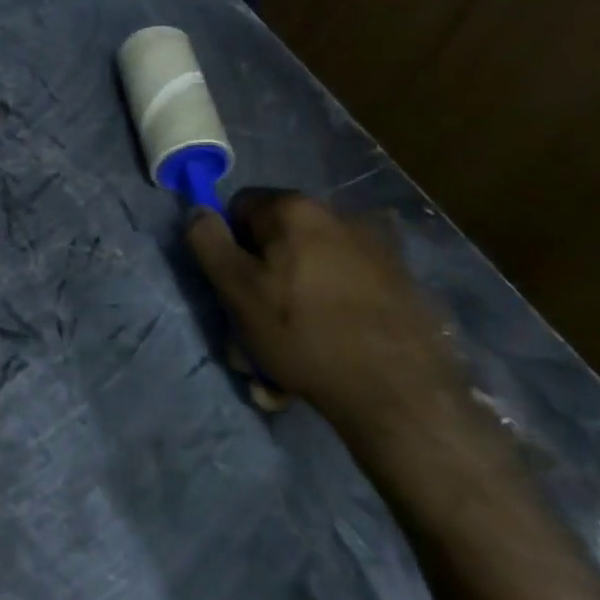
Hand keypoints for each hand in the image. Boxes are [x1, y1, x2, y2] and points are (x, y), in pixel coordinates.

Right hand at [186, 189, 466, 446]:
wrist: (401, 392)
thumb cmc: (304, 334)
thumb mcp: (236, 289)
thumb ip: (208, 242)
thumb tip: (198, 210)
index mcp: (295, 210)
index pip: (239, 207)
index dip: (228, 246)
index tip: (232, 286)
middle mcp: (339, 216)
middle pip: (277, 241)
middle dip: (261, 280)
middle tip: (256, 327)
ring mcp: (376, 248)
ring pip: (309, 269)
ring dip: (292, 300)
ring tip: (290, 350)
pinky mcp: (400, 282)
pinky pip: (343, 287)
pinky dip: (328, 310)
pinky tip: (328, 346)